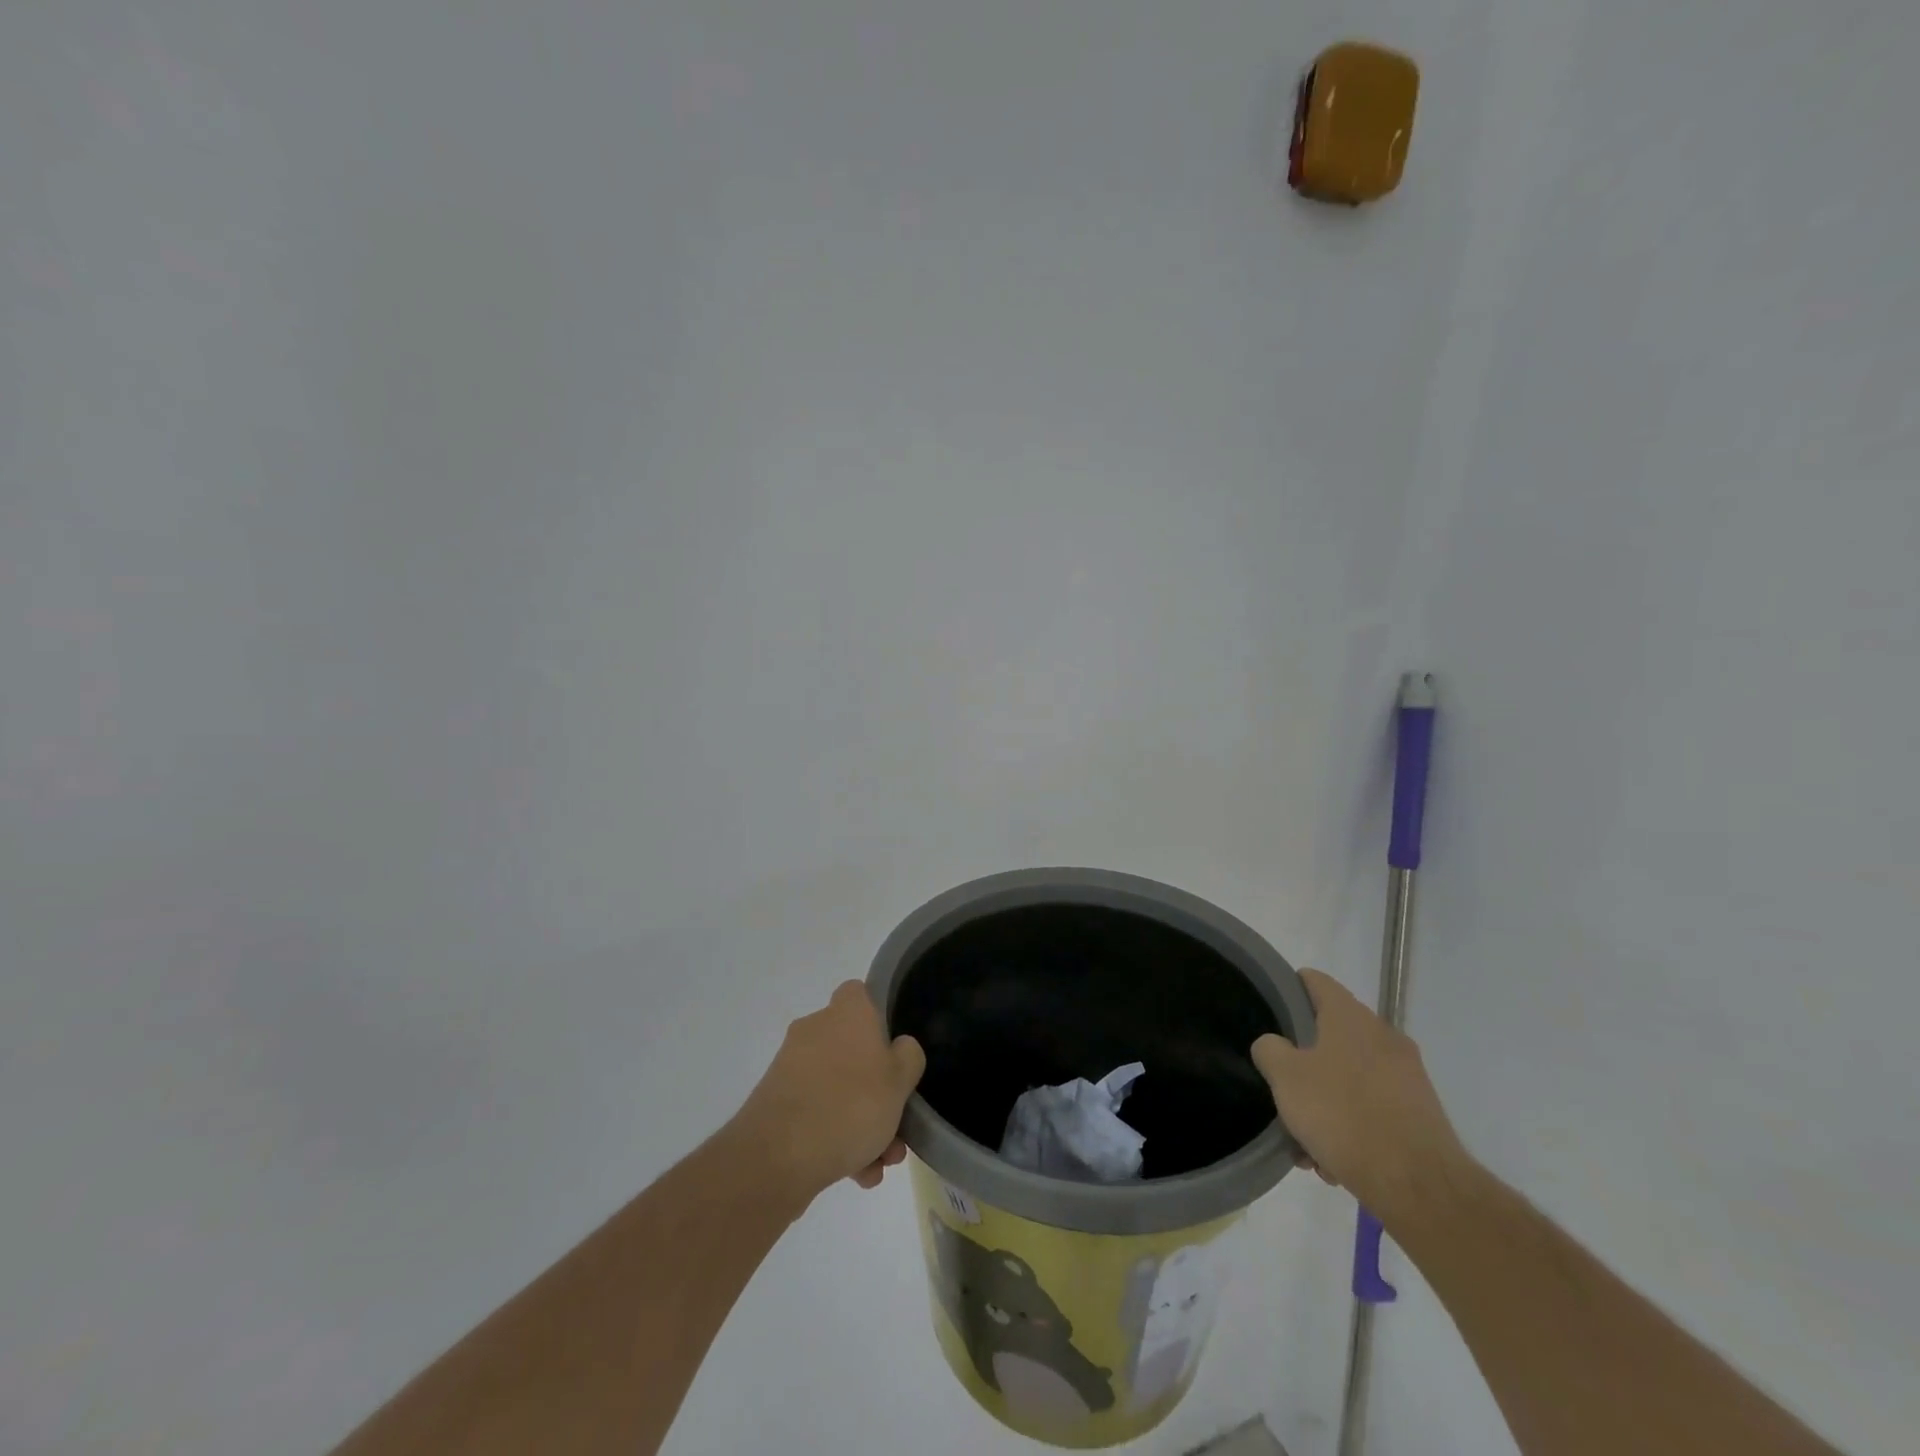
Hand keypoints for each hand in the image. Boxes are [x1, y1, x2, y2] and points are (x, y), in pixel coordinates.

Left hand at [734, 981, 926, 1206]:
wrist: (778, 1158)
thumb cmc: (850, 1105)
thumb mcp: (900, 1080)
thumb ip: (908, 1057)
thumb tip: (899, 1048)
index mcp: (846, 1013)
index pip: (861, 994)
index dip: (880, 1016)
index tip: (895, 1049)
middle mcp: (815, 1030)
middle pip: (855, 1051)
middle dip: (878, 1091)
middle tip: (897, 1125)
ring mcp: (792, 1067)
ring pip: (838, 1088)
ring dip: (862, 1123)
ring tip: (879, 1164)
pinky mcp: (777, 1104)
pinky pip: (817, 1114)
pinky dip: (837, 1139)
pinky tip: (857, 1174)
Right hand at [1251, 969, 1468, 1221]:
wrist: (1420, 1186)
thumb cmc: (1343, 1115)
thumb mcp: (1285, 1077)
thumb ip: (1270, 1050)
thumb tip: (1274, 1045)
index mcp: (1350, 1017)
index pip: (1315, 981)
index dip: (1289, 988)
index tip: (1270, 1008)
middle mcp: (1383, 1036)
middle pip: (1330, 1037)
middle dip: (1304, 1065)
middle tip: (1283, 1091)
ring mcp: (1407, 1076)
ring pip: (1350, 1079)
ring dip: (1325, 1104)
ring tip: (1307, 1145)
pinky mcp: (1421, 1114)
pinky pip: (1373, 1109)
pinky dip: (1352, 1127)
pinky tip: (1335, 1163)